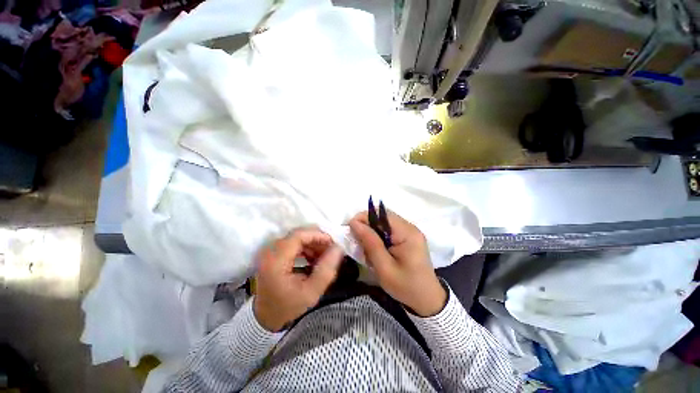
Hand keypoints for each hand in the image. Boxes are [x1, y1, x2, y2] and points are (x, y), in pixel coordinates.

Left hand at [254, 228, 343, 331]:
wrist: (265, 316)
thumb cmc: (288, 306)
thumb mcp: (311, 292)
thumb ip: (326, 270)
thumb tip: (338, 248)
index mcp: (276, 260)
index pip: (298, 235)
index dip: (318, 235)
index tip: (333, 243)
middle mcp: (270, 251)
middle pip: (298, 234)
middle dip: (317, 239)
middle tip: (331, 250)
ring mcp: (270, 250)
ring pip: (297, 237)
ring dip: (313, 244)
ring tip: (324, 256)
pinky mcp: (273, 252)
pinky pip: (293, 242)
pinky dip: (306, 247)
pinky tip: (314, 258)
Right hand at [350, 211, 446, 316]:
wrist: (428, 300)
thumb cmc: (406, 286)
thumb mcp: (384, 268)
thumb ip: (370, 243)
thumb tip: (354, 223)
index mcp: (407, 233)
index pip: (381, 214)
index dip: (363, 218)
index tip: (350, 229)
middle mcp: (410, 227)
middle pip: (382, 217)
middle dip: (367, 226)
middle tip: (358, 241)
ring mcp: (410, 231)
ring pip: (384, 223)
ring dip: (372, 232)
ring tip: (367, 248)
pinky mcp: (408, 237)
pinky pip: (389, 230)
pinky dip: (379, 237)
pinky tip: (377, 250)